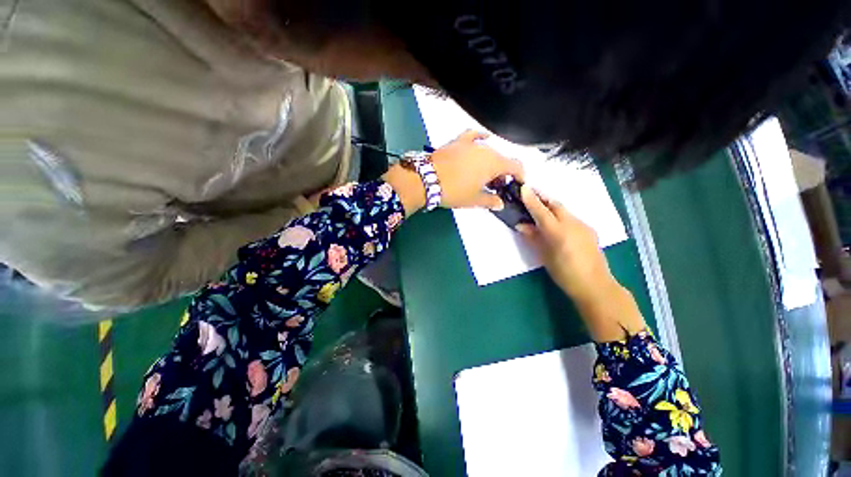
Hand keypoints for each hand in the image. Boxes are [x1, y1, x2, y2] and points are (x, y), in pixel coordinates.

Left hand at [383, 130, 523, 214]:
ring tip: (485, 174)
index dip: (521, 176)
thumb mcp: (473, 200)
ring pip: (489, 151)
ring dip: (492, 162)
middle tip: (497, 186)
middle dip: (503, 173)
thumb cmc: (453, 191)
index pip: (516, 166)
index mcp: (494, 163)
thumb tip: (500, 204)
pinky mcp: (458, 141)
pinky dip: (480, 138)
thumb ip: (490, 201)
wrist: (426, 179)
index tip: (519, 184)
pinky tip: (483, 140)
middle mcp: (486, 149)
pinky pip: (473, 136)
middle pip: (502, 159)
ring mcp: (471, 143)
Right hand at [516, 185, 645, 341]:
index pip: (541, 211)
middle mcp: (572, 224)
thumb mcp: (545, 256)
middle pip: (555, 204)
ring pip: (564, 210)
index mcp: (558, 232)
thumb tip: (521, 225)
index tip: (523, 187)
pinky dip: (560, 215)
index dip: (531, 199)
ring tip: (540, 209)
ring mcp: (583, 226)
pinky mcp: (589, 230)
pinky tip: (556, 224)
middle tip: (530, 194)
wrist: (596, 285)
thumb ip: (533, 238)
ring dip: (551, 206)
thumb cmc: (565, 274)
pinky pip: (571, 217)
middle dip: (542, 198)